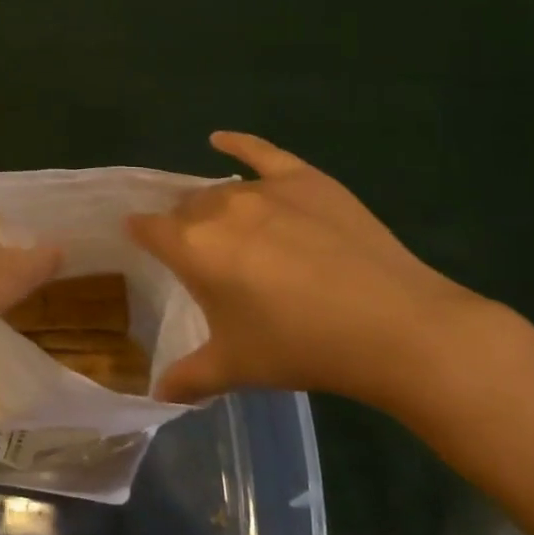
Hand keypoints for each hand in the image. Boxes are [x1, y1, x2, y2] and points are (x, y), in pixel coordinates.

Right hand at [129, 132, 490, 412]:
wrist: (392, 326)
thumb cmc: (301, 347)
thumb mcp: (237, 367)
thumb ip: (188, 377)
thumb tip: (156, 394)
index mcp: (192, 248)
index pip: (147, 228)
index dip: (141, 235)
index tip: (141, 244)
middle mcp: (218, 208)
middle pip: (185, 207)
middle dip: (184, 227)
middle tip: (202, 259)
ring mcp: (264, 189)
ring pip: (221, 190)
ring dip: (215, 207)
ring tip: (228, 229)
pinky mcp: (305, 179)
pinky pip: (261, 152)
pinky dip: (238, 144)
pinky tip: (220, 139)